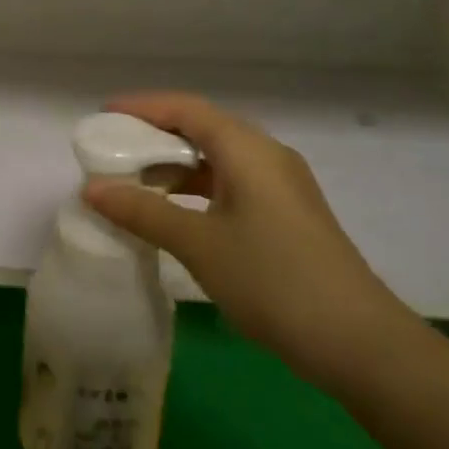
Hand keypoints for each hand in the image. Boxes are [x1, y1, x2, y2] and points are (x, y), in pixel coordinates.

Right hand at [84, 93, 409, 391]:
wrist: (356, 341)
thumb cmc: (272, 279)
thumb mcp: (199, 244)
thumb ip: (143, 212)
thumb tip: (91, 188)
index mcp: (248, 150)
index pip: (187, 110)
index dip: (142, 108)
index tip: (103, 117)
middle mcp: (267, 157)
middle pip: (202, 129)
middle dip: (154, 136)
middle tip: (112, 152)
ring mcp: (281, 188)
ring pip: (217, 160)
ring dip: (175, 167)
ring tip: (133, 184)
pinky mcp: (286, 216)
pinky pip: (230, 185)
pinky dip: (196, 190)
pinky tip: (173, 214)